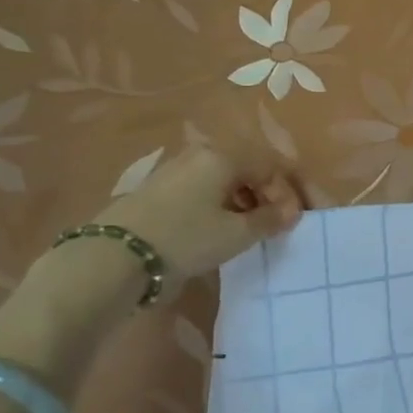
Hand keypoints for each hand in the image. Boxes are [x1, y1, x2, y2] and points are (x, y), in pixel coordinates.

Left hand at [93, 146, 304, 289]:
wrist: (115, 257)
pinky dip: (221, 206)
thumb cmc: (187, 238)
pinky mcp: (158, 191)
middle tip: (277, 225)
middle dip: (268, 195)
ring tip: (251, 231)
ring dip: (245, 202)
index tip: (297, 220)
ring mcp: (175, 171)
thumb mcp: (237, 233)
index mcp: (223, 156)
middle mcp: (200, 155)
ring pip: (224, 181)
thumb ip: (271, 219)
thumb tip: (291, 211)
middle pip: (248, 170)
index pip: (272, 166)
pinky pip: (203, 191)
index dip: (290, 192)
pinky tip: (220, 230)